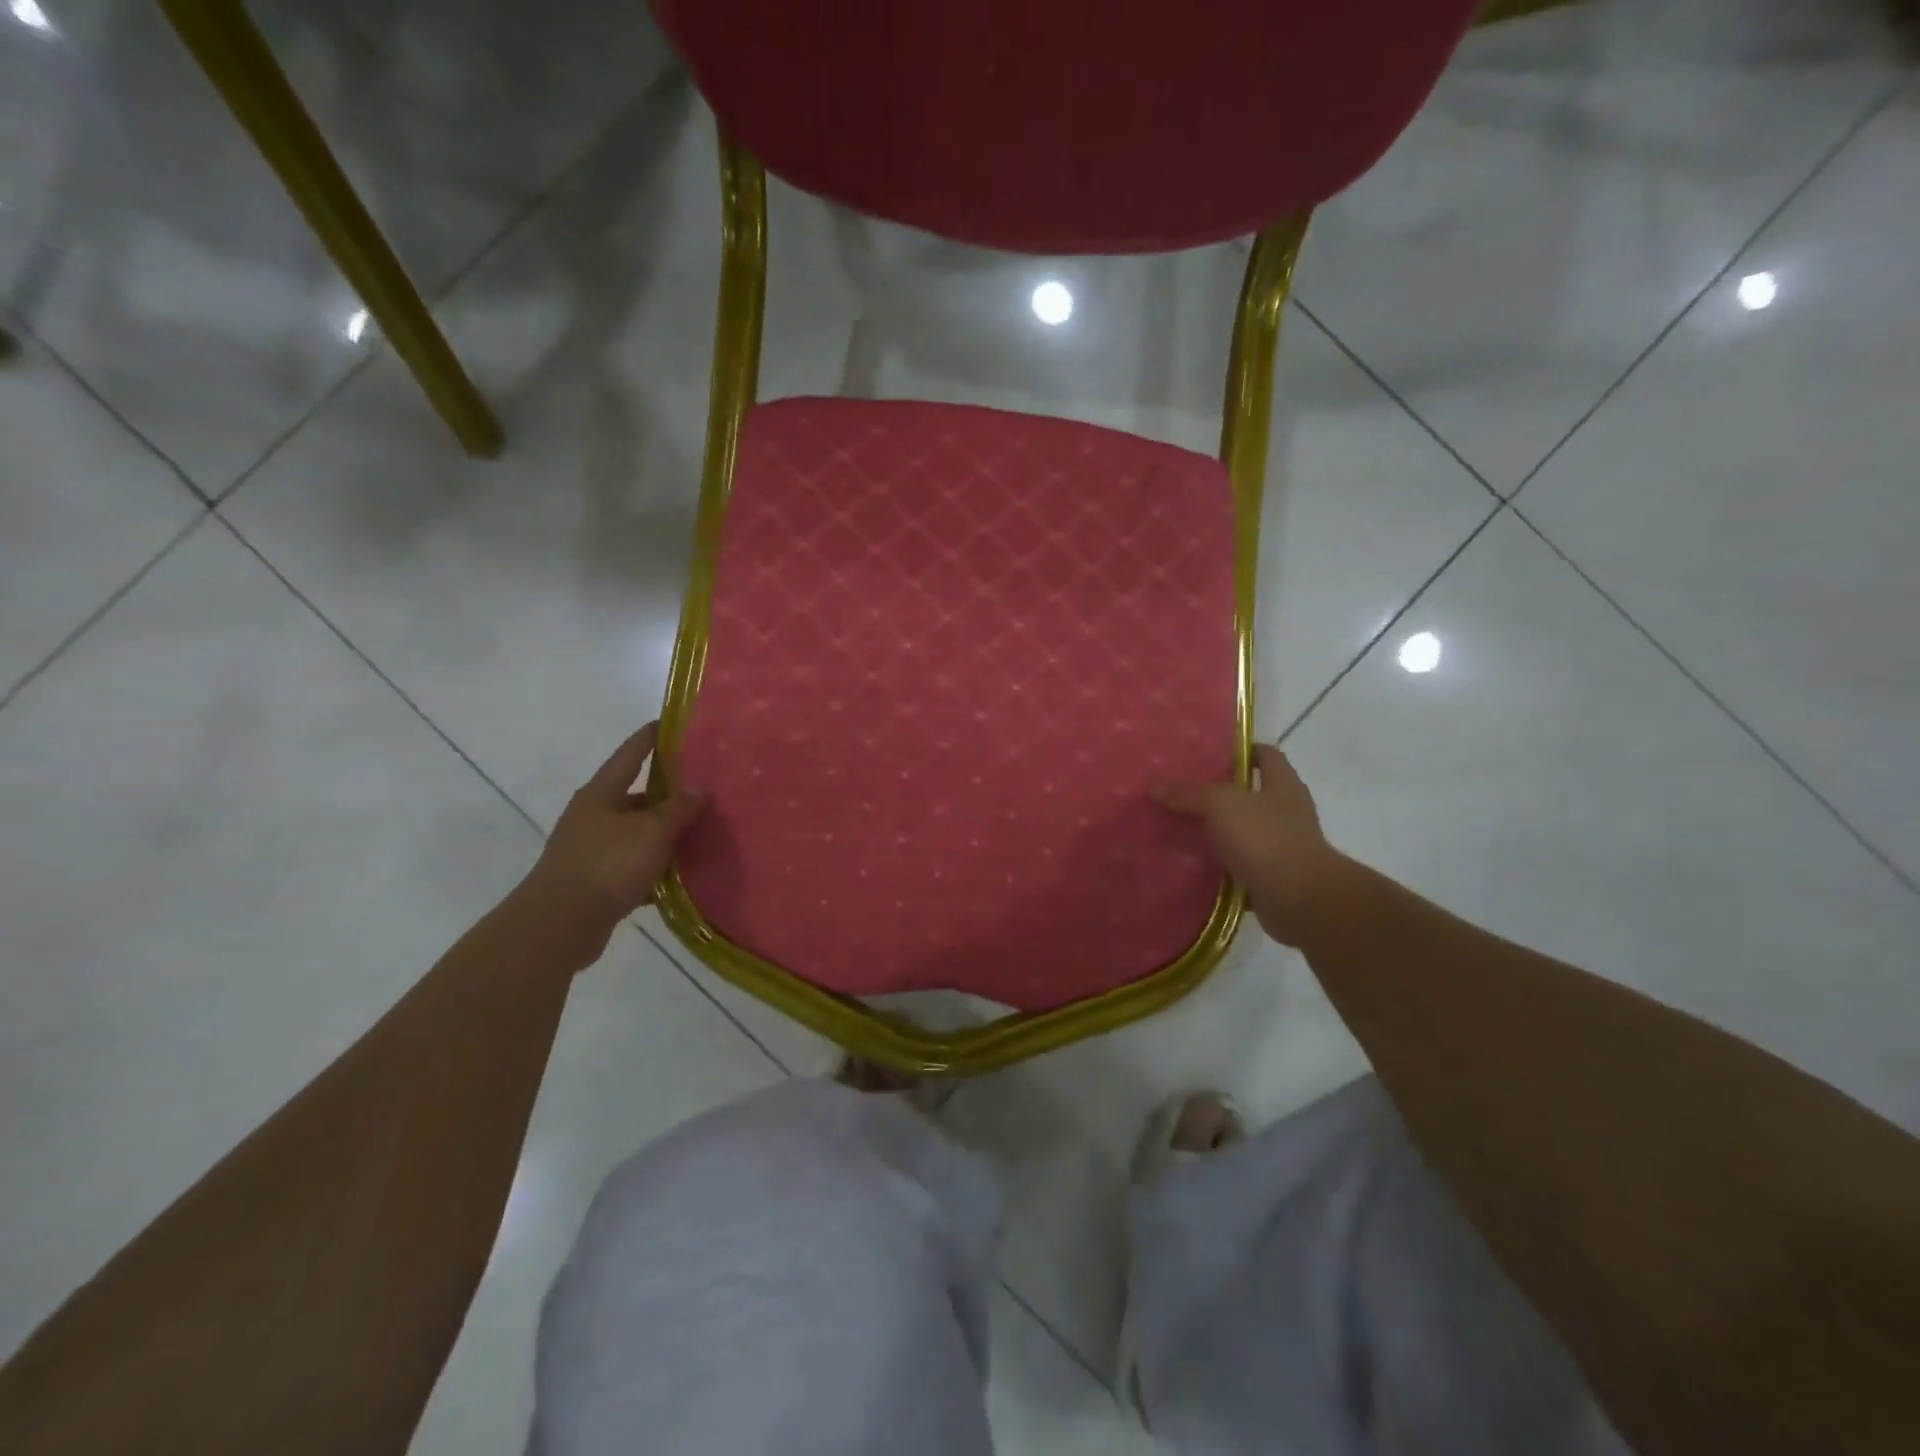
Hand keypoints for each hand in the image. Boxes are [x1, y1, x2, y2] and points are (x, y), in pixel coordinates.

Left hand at [514, 722, 706, 964]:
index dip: (651, 737)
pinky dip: (655, 868)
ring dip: (664, 834)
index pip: (630, 753)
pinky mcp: (595, 881)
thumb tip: (699, 790)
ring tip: (700, 832)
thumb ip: (678, 808)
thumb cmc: (607, 863)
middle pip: (636, 796)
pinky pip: (634, 866)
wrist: (560, 924)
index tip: (672, 723)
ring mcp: (592, 849)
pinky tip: (681, 875)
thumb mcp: (652, 830)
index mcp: (601, 793)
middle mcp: (593, 816)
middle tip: (703, 788)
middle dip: (667, 793)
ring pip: (637, 833)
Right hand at [1159, 744, 1340, 946]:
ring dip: (1215, 832)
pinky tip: (1190, 864)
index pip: (1266, 755)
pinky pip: (1238, 866)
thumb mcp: (1220, 805)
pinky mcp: (1271, 877)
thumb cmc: (1265, 838)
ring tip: (1178, 828)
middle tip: (1181, 791)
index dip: (1241, 750)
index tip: (1208, 753)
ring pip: (1241, 832)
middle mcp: (1286, 813)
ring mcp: (1281, 847)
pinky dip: (1218, 866)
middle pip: (1250, 794)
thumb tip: (1154, 788)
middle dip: (1217, 794)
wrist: (1298, 899)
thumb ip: (1188, 795)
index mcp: (1283, 785)